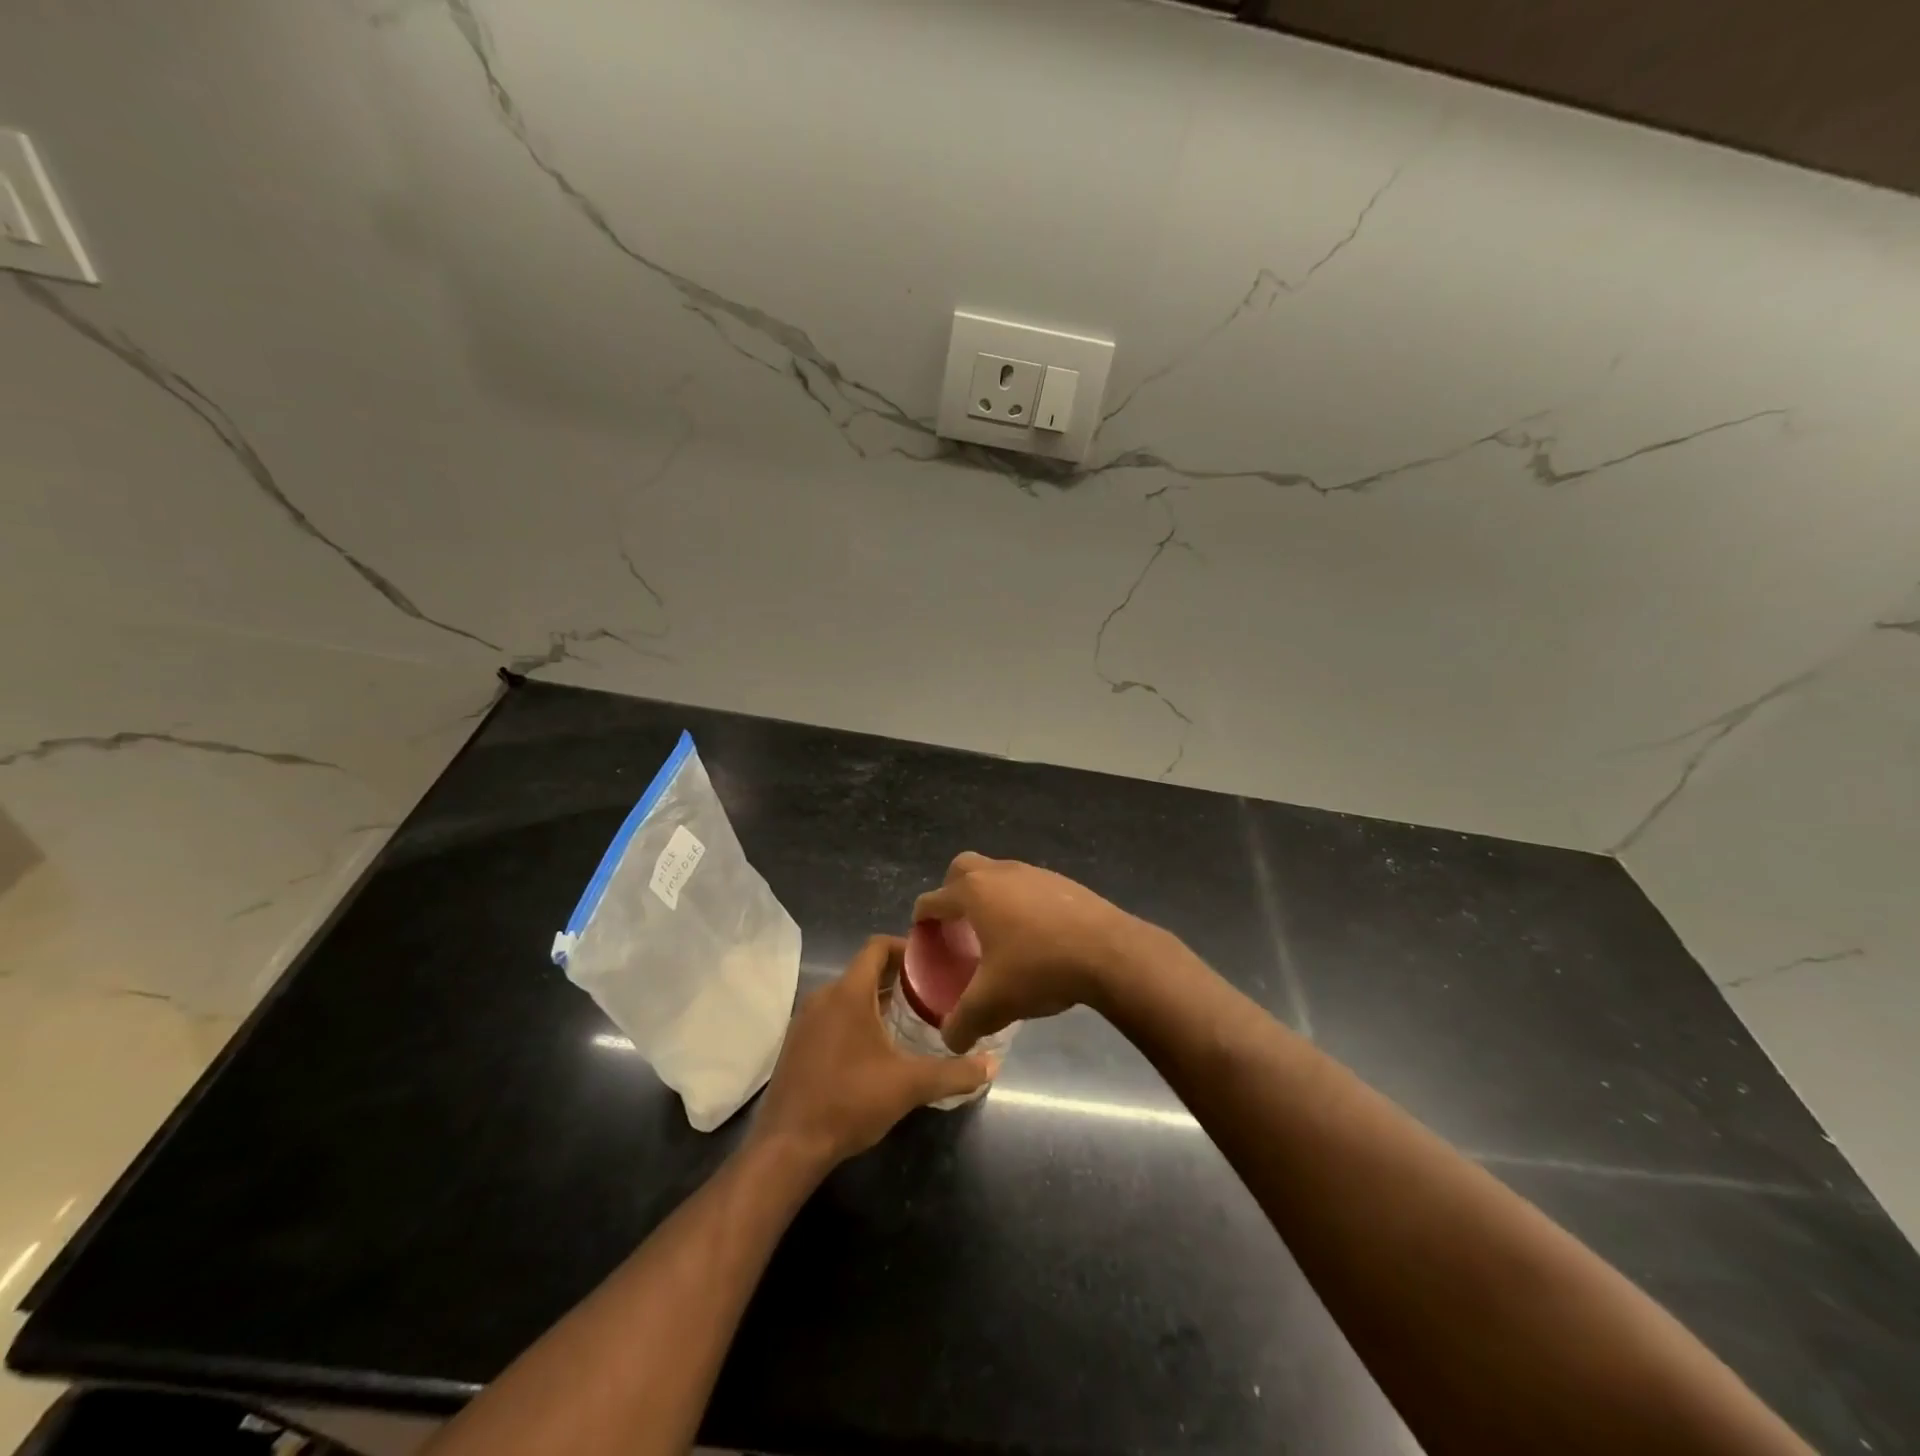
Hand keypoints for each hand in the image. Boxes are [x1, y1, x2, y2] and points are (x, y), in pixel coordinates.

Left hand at [752, 935, 994, 1166]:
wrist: (789, 1145)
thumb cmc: (850, 1101)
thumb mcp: (909, 1086)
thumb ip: (954, 1073)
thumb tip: (993, 1064)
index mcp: (849, 993)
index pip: (877, 947)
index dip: (905, 947)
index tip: (933, 962)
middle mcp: (824, 996)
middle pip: (864, 970)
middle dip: (897, 977)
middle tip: (931, 993)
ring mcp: (805, 1019)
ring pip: (847, 994)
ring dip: (876, 999)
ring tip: (909, 1018)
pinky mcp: (797, 1043)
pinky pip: (832, 1014)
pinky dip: (855, 1018)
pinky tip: (875, 1047)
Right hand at [912, 852, 1145, 1052]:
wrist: (1109, 953)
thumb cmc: (1039, 968)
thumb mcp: (992, 1004)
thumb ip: (962, 1023)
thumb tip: (950, 1039)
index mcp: (974, 893)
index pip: (933, 899)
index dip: (922, 919)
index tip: (923, 938)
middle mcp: (999, 873)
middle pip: (962, 869)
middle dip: (952, 892)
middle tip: (957, 926)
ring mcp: (1033, 872)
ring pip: (998, 874)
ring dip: (990, 897)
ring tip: (996, 934)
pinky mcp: (1062, 881)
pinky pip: (1028, 886)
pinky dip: (1020, 903)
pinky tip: (1033, 936)